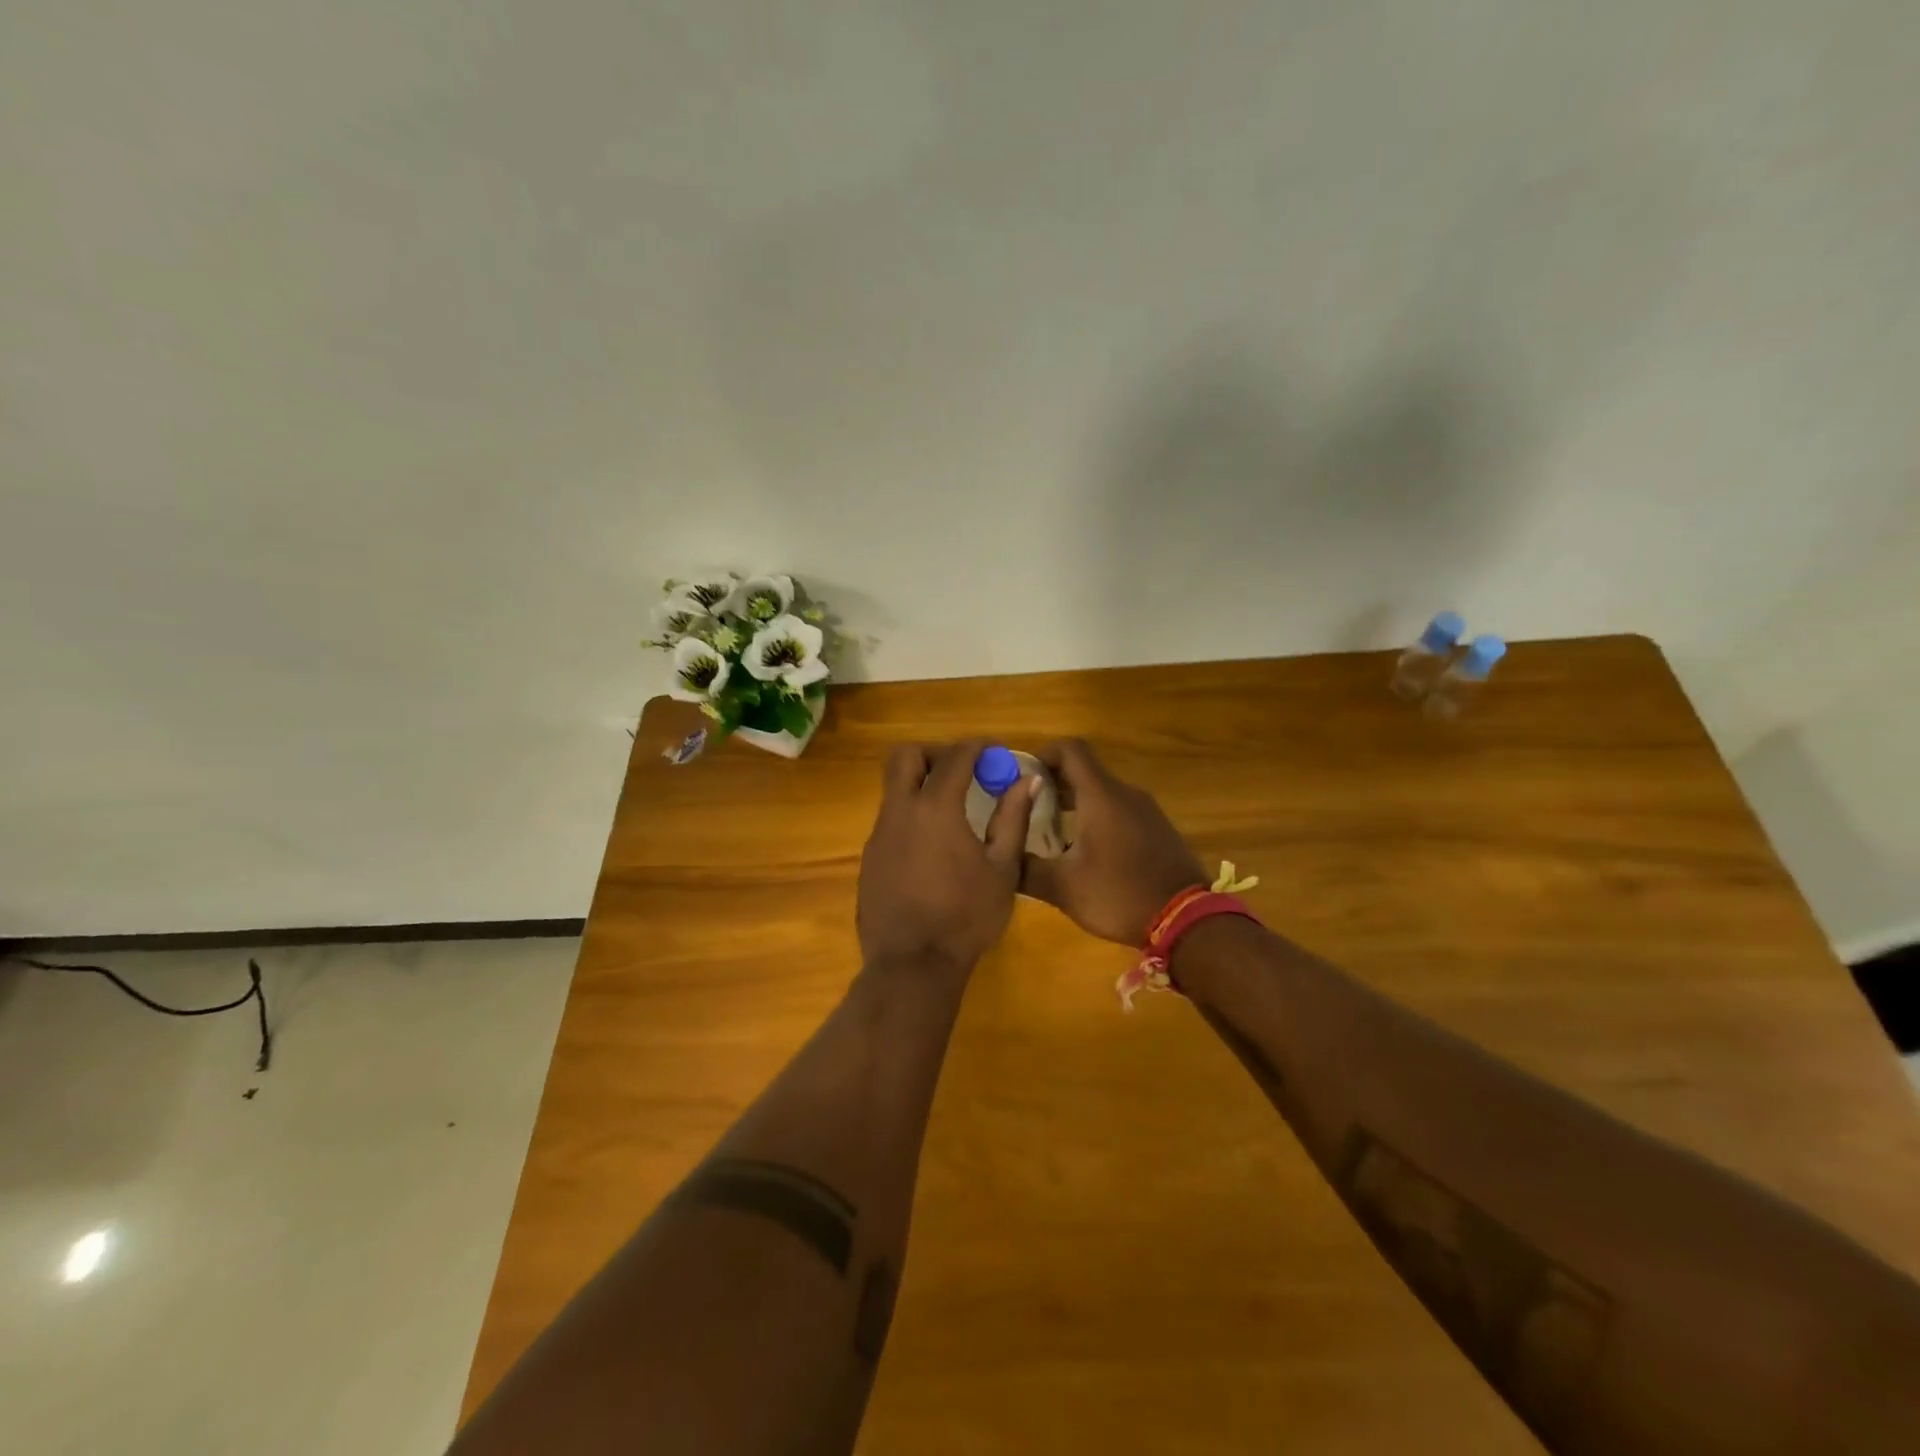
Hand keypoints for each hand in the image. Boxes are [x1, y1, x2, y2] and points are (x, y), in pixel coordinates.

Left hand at [857, 740, 1037, 976]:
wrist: (912, 965)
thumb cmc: (967, 916)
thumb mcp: (1002, 869)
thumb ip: (1014, 818)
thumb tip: (1028, 779)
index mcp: (936, 808)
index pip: (954, 757)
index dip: (976, 747)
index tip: (992, 751)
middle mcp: (900, 811)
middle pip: (905, 757)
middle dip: (933, 753)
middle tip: (960, 771)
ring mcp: (878, 835)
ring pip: (893, 789)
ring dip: (920, 786)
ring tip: (950, 812)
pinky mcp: (869, 858)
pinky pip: (889, 821)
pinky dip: (910, 817)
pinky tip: (931, 848)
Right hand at [1021, 738, 1207, 946]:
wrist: (1186, 920)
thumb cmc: (1119, 895)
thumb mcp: (1063, 887)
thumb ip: (1027, 869)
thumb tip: (1002, 858)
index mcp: (1101, 796)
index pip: (1071, 750)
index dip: (1043, 753)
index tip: (1022, 776)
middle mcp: (1125, 794)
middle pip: (1085, 770)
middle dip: (1053, 782)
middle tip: (1027, 808)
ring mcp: (1146, 810)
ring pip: (1102, 792)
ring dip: (1074, 802)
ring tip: (1050, 832)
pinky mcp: (1157, 829)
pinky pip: (1120, 810)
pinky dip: (1097, 817)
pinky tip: (1085, 850)